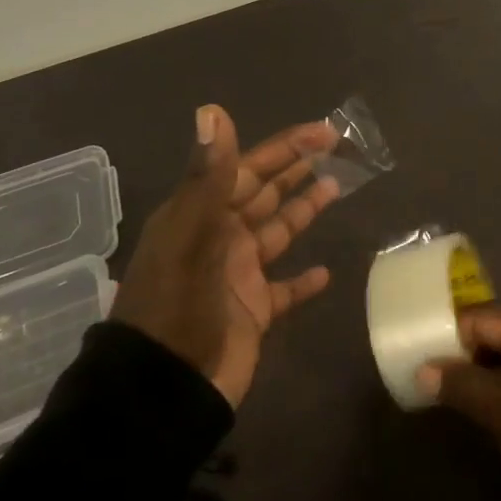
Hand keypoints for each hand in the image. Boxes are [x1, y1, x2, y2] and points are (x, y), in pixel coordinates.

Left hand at [112, 105, 340, 407]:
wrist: (163, 391)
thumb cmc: (177, 306)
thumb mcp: (190, 236)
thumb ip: (209, 176)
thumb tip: (213, 110)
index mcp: (201, 216)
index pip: (248, 169)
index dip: (285, 147)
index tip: (323, 133)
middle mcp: (220, 239)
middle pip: (264, 195)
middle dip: (296, 171)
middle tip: (337, 151)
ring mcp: (237, 276)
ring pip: (277, 232)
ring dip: (303, 210)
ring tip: (336, 189)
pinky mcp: (253, 312)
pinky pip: (284, 289)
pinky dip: (302, 280)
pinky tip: (324, 272)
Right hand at [419, 306, 500, 487]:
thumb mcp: (499, 407)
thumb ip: (459, 383)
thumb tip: (422, 370)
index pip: (482, 318)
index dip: (450, 338)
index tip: (423, 359)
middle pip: (499, 331)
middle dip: (468, 355)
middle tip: (437, 380)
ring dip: (488, 370)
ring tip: (457, 393)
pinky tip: (490, 401)